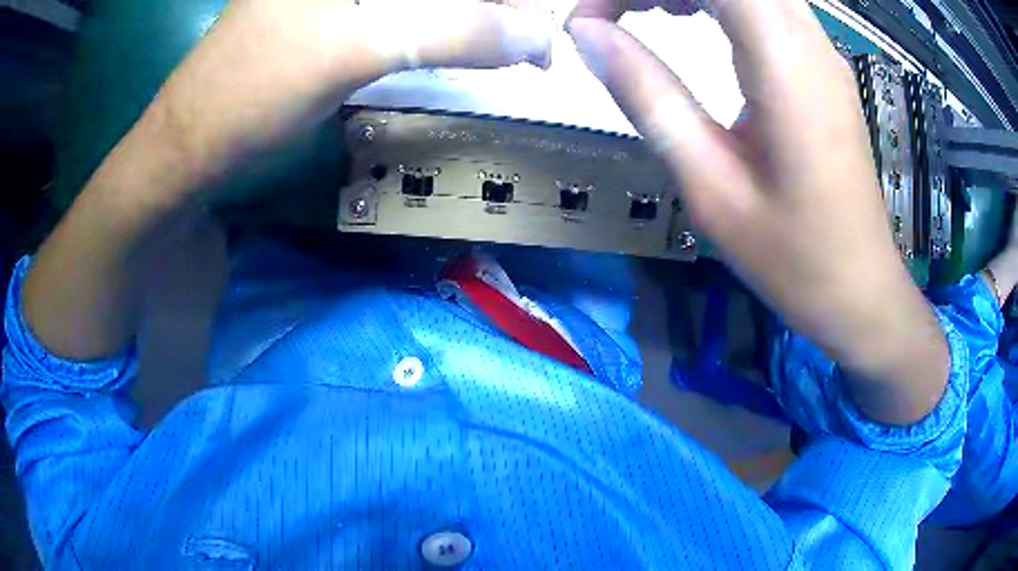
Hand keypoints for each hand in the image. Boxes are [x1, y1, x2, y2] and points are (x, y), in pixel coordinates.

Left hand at [22, 0, 556, 360]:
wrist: (188, 151)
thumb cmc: (249, 94)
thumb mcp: (354, 50)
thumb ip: (451, 31)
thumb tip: (541, 35)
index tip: (548, 16)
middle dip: (492, 8)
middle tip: (538, 38)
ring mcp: (338, 1)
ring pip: (424, 2)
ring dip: (473, 15)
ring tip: (518, 40)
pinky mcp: (335, 24)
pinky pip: (404, 17)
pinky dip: (442, 29)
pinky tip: (468, 45)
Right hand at [567, 0, 948, 423]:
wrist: (861, 290)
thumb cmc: (793, 256)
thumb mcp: (710, 185)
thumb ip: (648, 96)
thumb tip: (587, 34)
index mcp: (781, 61)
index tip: (589, 21)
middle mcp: (806, 37)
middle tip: (609, 18)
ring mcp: (820, 48)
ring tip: (642, 15)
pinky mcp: (822, 63)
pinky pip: (762, 3)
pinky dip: (714, 0)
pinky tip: (689, 22)